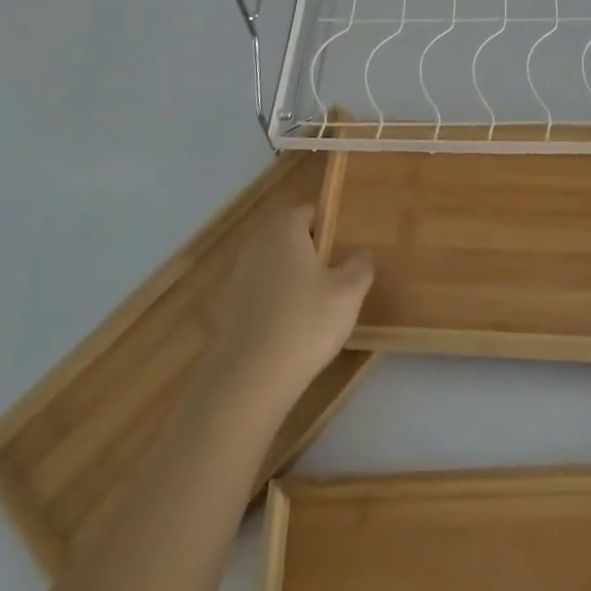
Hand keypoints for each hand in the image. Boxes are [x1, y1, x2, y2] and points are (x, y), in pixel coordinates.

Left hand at [204, 204, 373, 417]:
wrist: (250, 378)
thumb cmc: (306, 322)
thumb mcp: (349, 293)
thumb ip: (360, 266)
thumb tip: (363, 254)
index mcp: (285, 231)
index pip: (307, 212)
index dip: (328, 225)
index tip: (343, 247)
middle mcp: (257, 245)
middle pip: (287, 238)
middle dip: (309, 252)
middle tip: (333, 276)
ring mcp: (237, 277)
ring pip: (272, 266)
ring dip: (290, 278)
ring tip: (314, 305)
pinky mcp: (227, 309)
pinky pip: (258, 294)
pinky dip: (274, 303)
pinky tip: (289, 329)